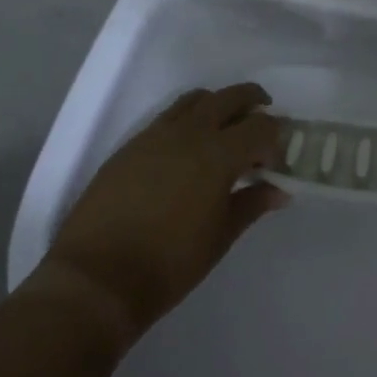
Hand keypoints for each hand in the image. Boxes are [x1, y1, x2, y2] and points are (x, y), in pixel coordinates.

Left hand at [36, 83, 285, 340]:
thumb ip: (251, 205)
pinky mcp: (130, 146)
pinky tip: (188, 149)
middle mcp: (188, 134)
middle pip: (228, 98)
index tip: (275, 163)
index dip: (275, 139)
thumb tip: (278, 191)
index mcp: (217, 155)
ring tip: (226, 129)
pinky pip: (167, 117)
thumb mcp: (220, 237)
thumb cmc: (170, 263)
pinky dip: (188, 119)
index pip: (260, 127)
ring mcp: (154, 136)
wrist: (97, 278)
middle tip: (264, 119)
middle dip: (252, 102)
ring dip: (217, 105)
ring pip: (194, 100)